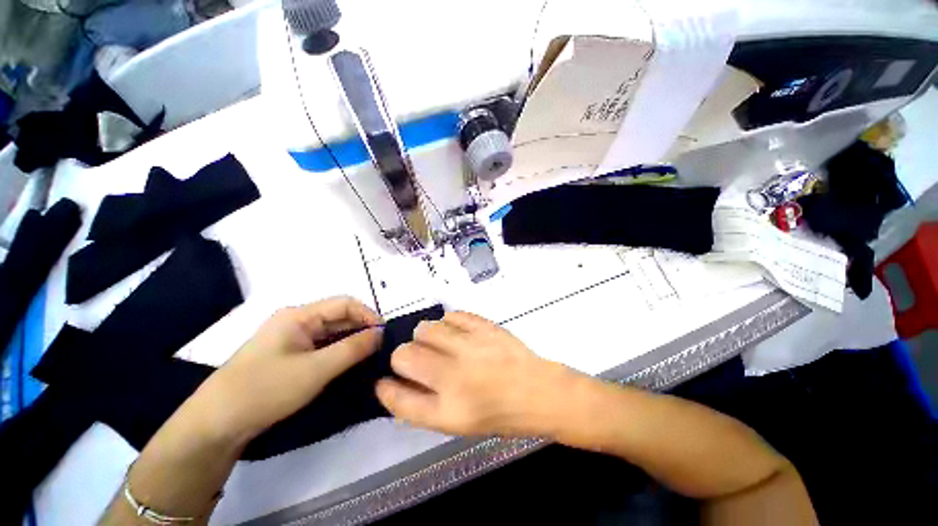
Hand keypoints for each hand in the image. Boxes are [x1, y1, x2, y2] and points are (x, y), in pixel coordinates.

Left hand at [196, 296, 382, 440]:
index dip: (368, 315)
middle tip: (381, 348)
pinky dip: (338, 353)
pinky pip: (321, 347)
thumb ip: (352, 348)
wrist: (216, 425)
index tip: (384, 334)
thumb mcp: (316, 369)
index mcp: (299, 315)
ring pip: (331, 333)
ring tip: (370, 357)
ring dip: (351, 342)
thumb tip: (381, 333)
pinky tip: (349, 364)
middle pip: (339, 317)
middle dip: (362, 329)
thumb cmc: (266, 390)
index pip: (345, 303)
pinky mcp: (289, 356)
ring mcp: (291, 339)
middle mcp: (296, 321)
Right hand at [376, 311, 574, 436]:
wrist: (538, 391)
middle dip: (404, 357)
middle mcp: (455, 377)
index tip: (384, 381)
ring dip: (426, 337)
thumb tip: (394, 384)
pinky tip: (457, 332)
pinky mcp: (484, 326)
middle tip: (422, 361)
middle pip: (404, 355)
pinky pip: (451, 315)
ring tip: (441, 344)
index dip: (386, 388)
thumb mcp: (457, 422)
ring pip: (425, 329)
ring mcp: (471, 346)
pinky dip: (448, 323)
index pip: (398, 399)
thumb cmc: (498, 413)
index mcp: (448, 410)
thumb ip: (421, 405)